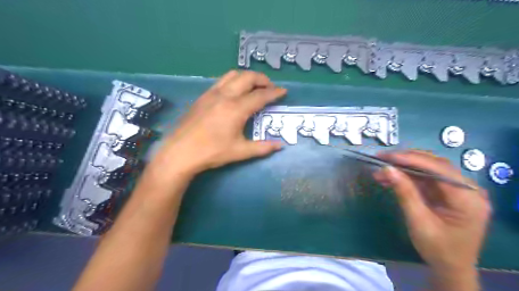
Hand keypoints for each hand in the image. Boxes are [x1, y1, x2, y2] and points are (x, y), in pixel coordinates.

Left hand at [154, 70, 284, 176]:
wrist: (180, 152)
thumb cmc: (212, 152)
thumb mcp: (240, 152)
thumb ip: (262, 148)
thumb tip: (280, 146)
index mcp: (237, 109)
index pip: (261, 95)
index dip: (274, 92)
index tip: (284, 91)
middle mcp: (225, 95)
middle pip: (248, 77)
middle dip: (262, 79)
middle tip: (270, 88)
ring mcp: (212, 93)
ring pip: (233, 74)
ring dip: (247, 77)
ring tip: (254, 87)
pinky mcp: (203, 96)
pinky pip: (222, 81)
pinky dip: (234, 81)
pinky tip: (235, 92)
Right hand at [373, 152, 491, 273]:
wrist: (450, 267)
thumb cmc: (438, 249)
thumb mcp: (418, 221)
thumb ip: (405, 193)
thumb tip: (388, 169)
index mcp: (468, 198)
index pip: (439, 169)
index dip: (412, 159)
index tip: (388, 157)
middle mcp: (468, 189)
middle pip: (435, 165)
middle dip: (406, 160)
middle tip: (382, 158)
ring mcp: (458, 190)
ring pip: (428, 169)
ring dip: (404, 168)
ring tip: (381, 170)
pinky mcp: (447, 193)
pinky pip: (426, 179)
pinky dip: (407, 177)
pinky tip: (391, 178)